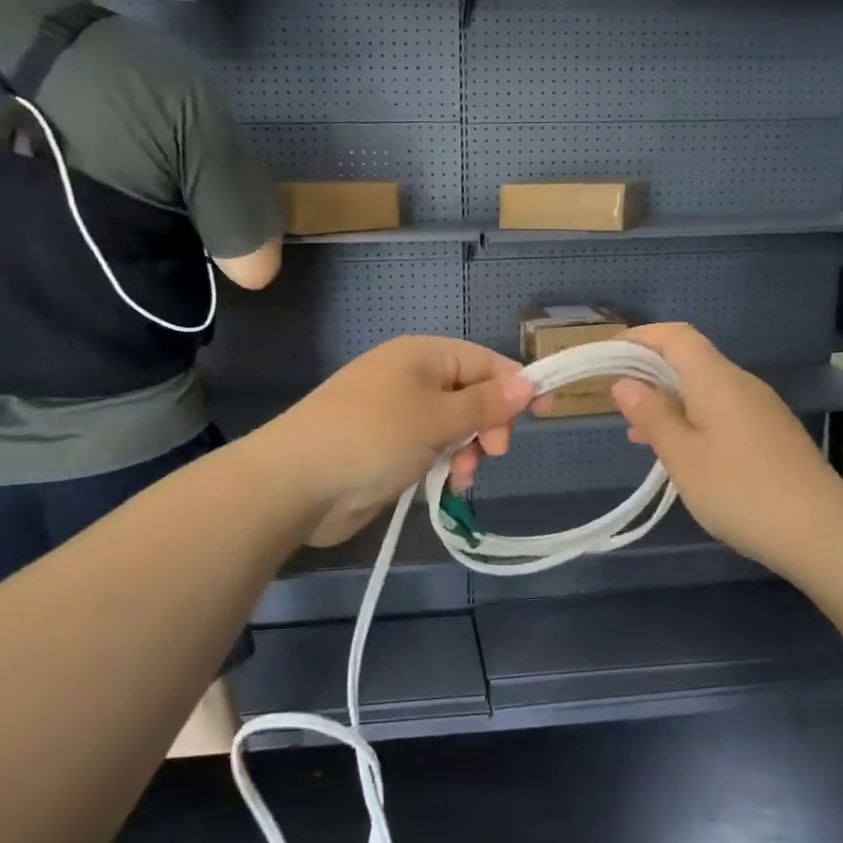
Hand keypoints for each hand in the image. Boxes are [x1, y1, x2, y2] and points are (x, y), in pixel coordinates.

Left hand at [267, 336, 533, 547]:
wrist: (297, 483)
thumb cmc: (373, 437)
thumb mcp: (438, 418)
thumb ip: (486, 404)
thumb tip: (528, 381)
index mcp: (422, 355)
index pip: (484, 361)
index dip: (516, 385)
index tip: (545, 414)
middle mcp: (411, 378)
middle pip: (471, 395)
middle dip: (487, 425)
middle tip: (491, 453)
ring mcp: (397, 414)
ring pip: (454, 427)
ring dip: (467, 451)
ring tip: (462, 477)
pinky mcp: (387, 448)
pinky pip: (431, 449)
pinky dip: (444, 465)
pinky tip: (445, 486)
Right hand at [611, 323, 842, 564]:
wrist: (823, 534)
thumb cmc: (740, 491)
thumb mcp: (682, 456)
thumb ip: (652, 415)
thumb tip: (625, 383)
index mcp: (717, 379)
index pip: (676, 336)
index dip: (641, 337)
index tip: (609, 355)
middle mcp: (742, 383)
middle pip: (691, 360)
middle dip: (650, 373)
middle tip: (618, 402)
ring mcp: (762, 409)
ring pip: (706, 390)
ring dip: (671, 402)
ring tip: (641, 437)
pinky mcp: (773, 435)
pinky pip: (723, 412)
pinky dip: (694, 420)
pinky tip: (685, 456)